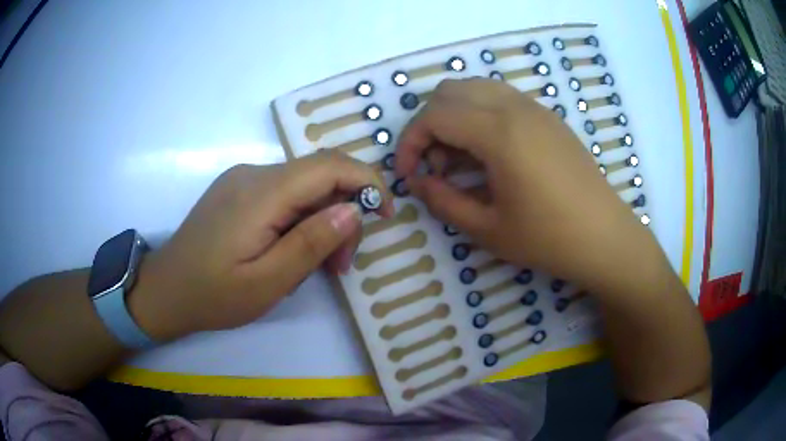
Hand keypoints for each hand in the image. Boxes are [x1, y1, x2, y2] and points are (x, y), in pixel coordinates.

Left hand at [129, 150, 392, 341]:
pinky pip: (284, 194)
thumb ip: (311, 243)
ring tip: (317, 264)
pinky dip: (301, 218)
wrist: (165, 290)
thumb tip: (354, 208)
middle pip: (319, 176)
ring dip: (321, 219)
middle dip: (343, 213)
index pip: (330, 165)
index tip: (387, 214)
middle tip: (340, 264)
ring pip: (303, 186)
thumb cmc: (213, 295)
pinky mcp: (238, 190)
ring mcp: (243, 179)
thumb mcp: (267, 282)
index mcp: (261, 192)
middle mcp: (254, 173)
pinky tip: (291, 250)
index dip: (368, 181)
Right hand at [395, 79, 663, 293]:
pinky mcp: (548, 117)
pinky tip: (489, 152)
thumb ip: (443, 201)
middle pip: (450, 91)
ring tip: (460, 159)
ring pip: (476, 89)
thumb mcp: (488, 229)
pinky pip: (501, 98)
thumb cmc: (549, 239)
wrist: (606, 237)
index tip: (408, 174)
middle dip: (429, 124)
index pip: (434, 115)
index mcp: (499, 133)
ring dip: (455, 116)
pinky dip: (480, 115)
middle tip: (434, 165)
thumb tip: (418, 183)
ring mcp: (535, 108)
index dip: (410, 142)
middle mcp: (515, 108)